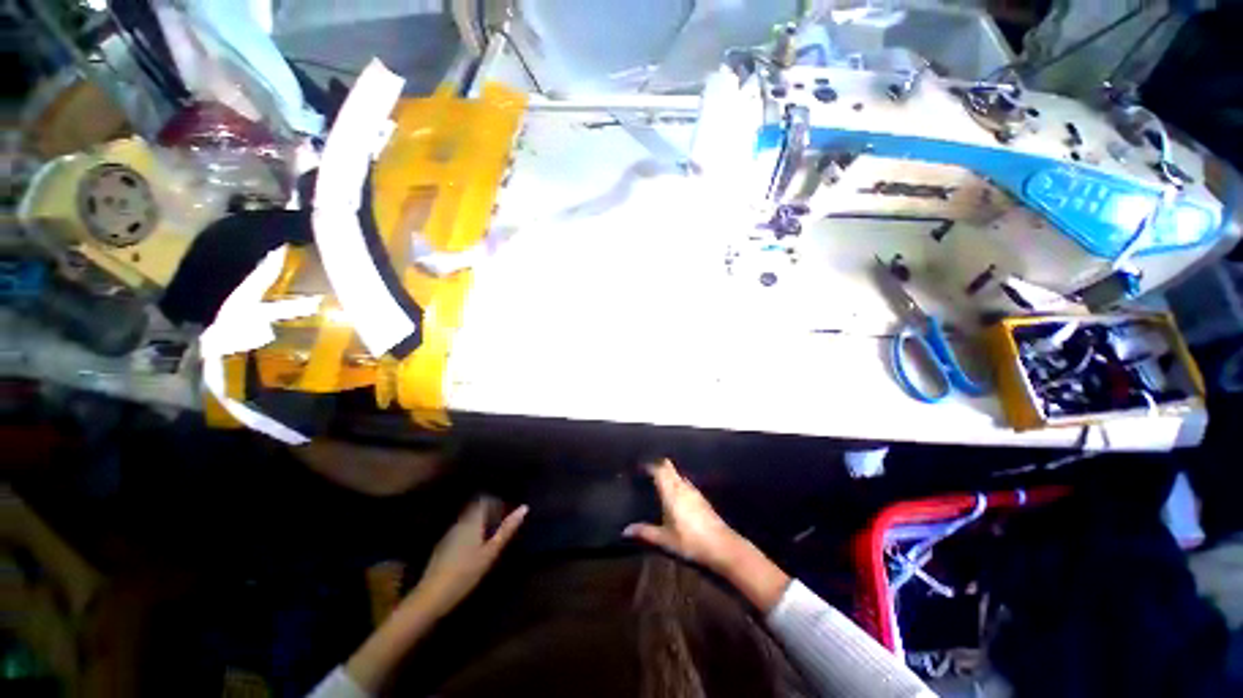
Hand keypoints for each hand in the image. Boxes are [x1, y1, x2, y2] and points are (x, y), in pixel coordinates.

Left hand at [415, 497, 528, 618]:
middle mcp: (459, 523)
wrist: (431, 597)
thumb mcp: (491, 552)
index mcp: (472, 522)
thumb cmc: (466, 573)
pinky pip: (459, 532)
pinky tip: (472, 547)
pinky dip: (469, 533)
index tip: (506, 508)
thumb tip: (524, 508)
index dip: (496, 501)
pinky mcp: (441, 548)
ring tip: (489, 534)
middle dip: (488, 512)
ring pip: (467, 520)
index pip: (484, 501)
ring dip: (478, 523)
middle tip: (500, 521)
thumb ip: (506, 530)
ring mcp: (448, 535)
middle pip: (475, 509)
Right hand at [623, 459, 745, 572]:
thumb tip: (625, 530)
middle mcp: (682, 486)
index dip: (648, 465)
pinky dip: (676, 482)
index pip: (659, 469)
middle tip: (646, 471)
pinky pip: (685, 483)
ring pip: (678, 474)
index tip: (638, 467)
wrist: (722, 546)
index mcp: (672, 491)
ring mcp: (694, 491)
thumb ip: (645, 532)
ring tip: (657, 481)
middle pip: (669, 467)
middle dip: (658, 465)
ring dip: (668, 473)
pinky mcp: (701, 498)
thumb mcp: (665, 539)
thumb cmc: (690, 541)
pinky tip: (674, 494)